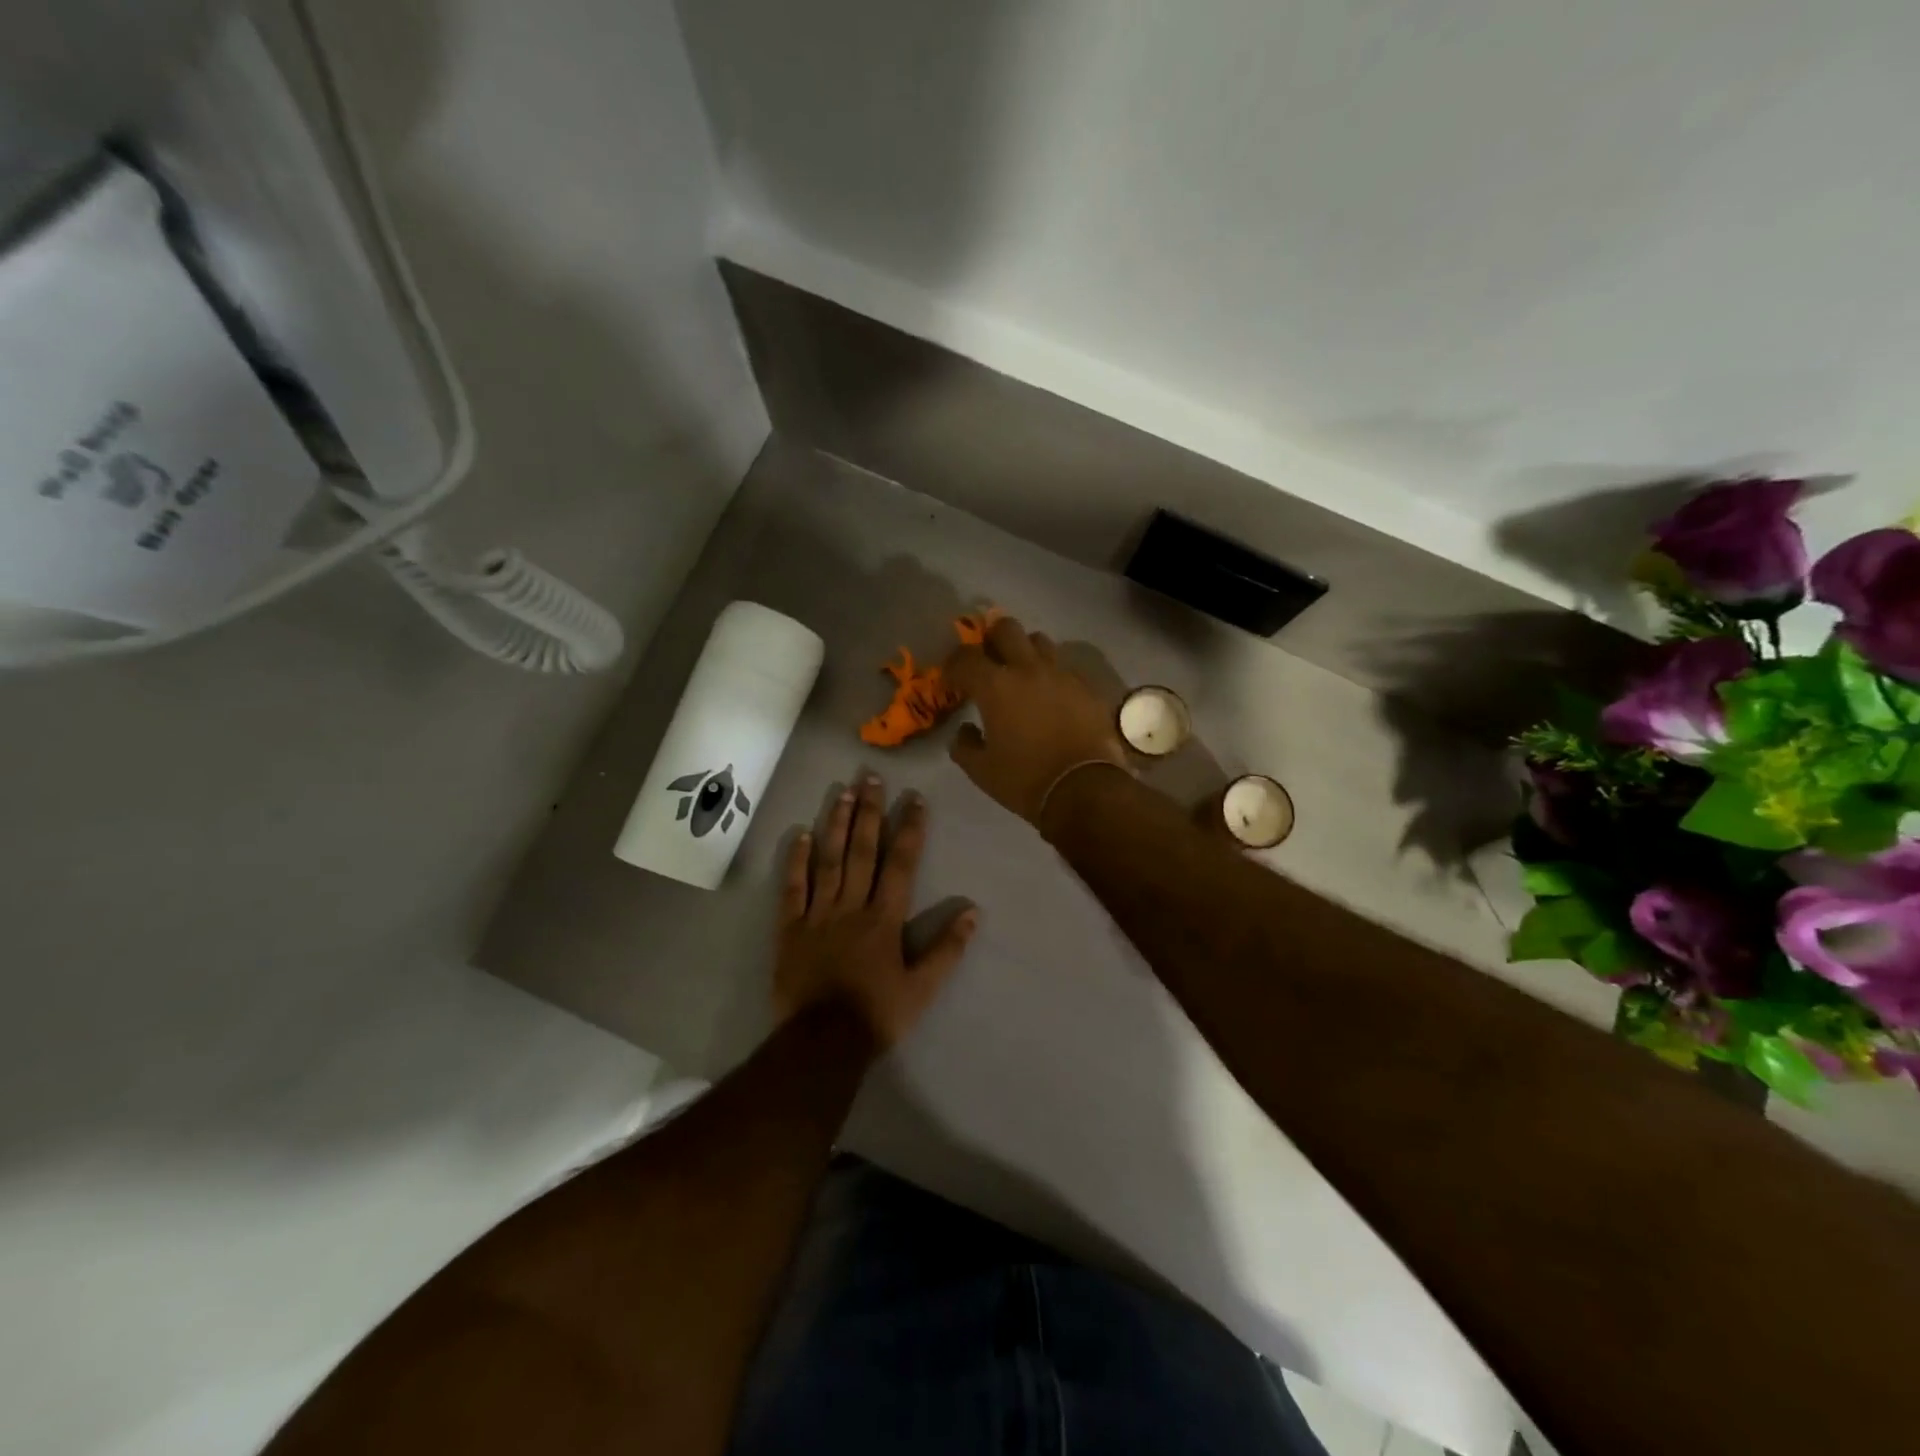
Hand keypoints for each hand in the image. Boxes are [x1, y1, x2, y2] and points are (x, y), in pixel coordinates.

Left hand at [774, 775, 978, 1050]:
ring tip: (843, 792)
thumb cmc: (877, 1015)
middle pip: (862, 851)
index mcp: (884, 919)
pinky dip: (796, 860)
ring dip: (837, 824)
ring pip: (829, 860)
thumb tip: (973, 911)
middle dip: (870, 812)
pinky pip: (793, 888)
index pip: (901, 864)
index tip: (915, 799)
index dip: (910, 829)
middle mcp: (851, 907)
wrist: (822, 1043)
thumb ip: (947, 949)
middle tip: (872, 778)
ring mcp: (818, 915)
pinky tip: (801, 833)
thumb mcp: (922, 988)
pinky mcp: (790, 929)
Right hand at [946, 615, 1130, 830]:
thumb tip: (965, 731)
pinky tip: (1051, 696)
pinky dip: (1052, 675)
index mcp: (996, 686)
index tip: (951, 680)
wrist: (1086, 789)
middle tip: (988, 661)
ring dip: (1025, 651)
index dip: (953, 665)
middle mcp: (1028, 669)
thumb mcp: (982, 771)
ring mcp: (1062, 675)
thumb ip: (965, 745)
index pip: (965, 658)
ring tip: (1022, 673)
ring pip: (1040, 641)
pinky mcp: (1087, 687)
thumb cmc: (1025, 780)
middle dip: (991, 639)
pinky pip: (1064, 668)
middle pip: (1006, 628)